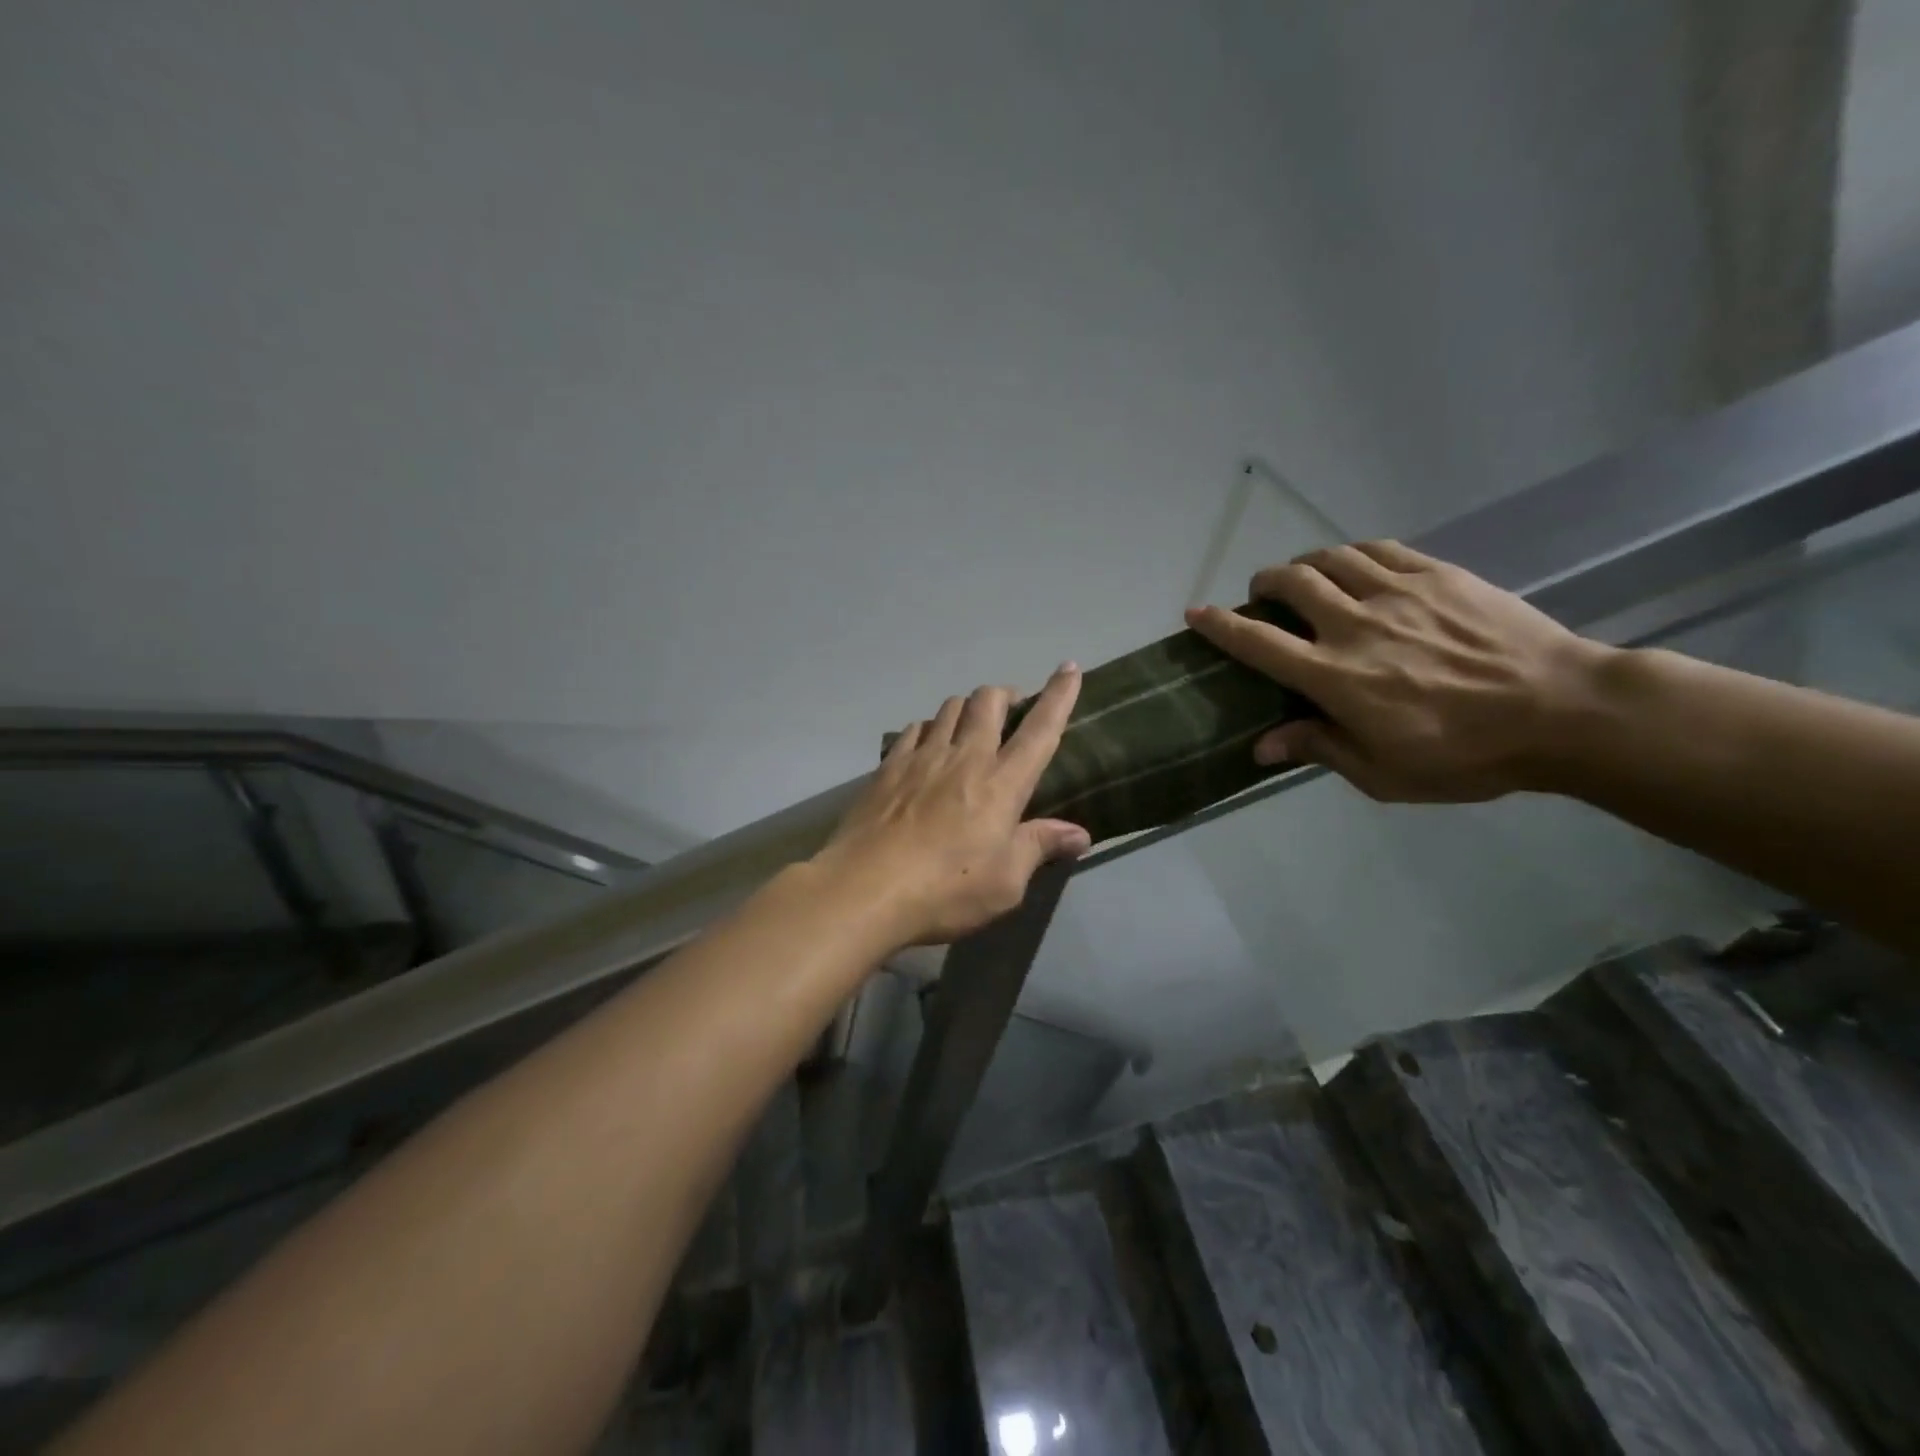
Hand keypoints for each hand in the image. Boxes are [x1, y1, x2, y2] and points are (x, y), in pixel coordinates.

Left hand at [815, 664, 1091, 944]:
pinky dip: (929, 729)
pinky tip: (927, 747)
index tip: (1068, 668)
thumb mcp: (1005, 883)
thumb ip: (1039, 848)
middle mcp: (964, 757)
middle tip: (1012, 712)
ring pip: (949, 708)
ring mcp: (921, 758)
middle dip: (1006, 695)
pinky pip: (914, 729)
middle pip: (988, 700)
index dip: (1058, 695)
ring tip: (970, 729)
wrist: (864, 890)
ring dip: (967, 708)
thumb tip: (1079, 834)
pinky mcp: (888, 767)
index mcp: (1002, 783)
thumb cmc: (945, 890)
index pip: (1040, 729)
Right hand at [1185, 541, 1612, 801]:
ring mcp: (1399, 593)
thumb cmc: (1467, 755)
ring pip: (1331, 559)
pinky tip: (1355, 566)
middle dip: (1264, 584)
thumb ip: (1319, 749)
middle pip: (1291, 584)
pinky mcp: (1438, 575)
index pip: (1259, 643)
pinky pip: (1380, 550)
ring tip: (1303, 576)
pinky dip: (1353, 554)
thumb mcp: (1384, 773)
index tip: (1195, 613)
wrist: (1563, 711)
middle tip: (1262, 596)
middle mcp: (1355, 625)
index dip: (1220, 626)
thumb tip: (1262, 745)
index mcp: (1335, 677)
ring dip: (1304, 564)